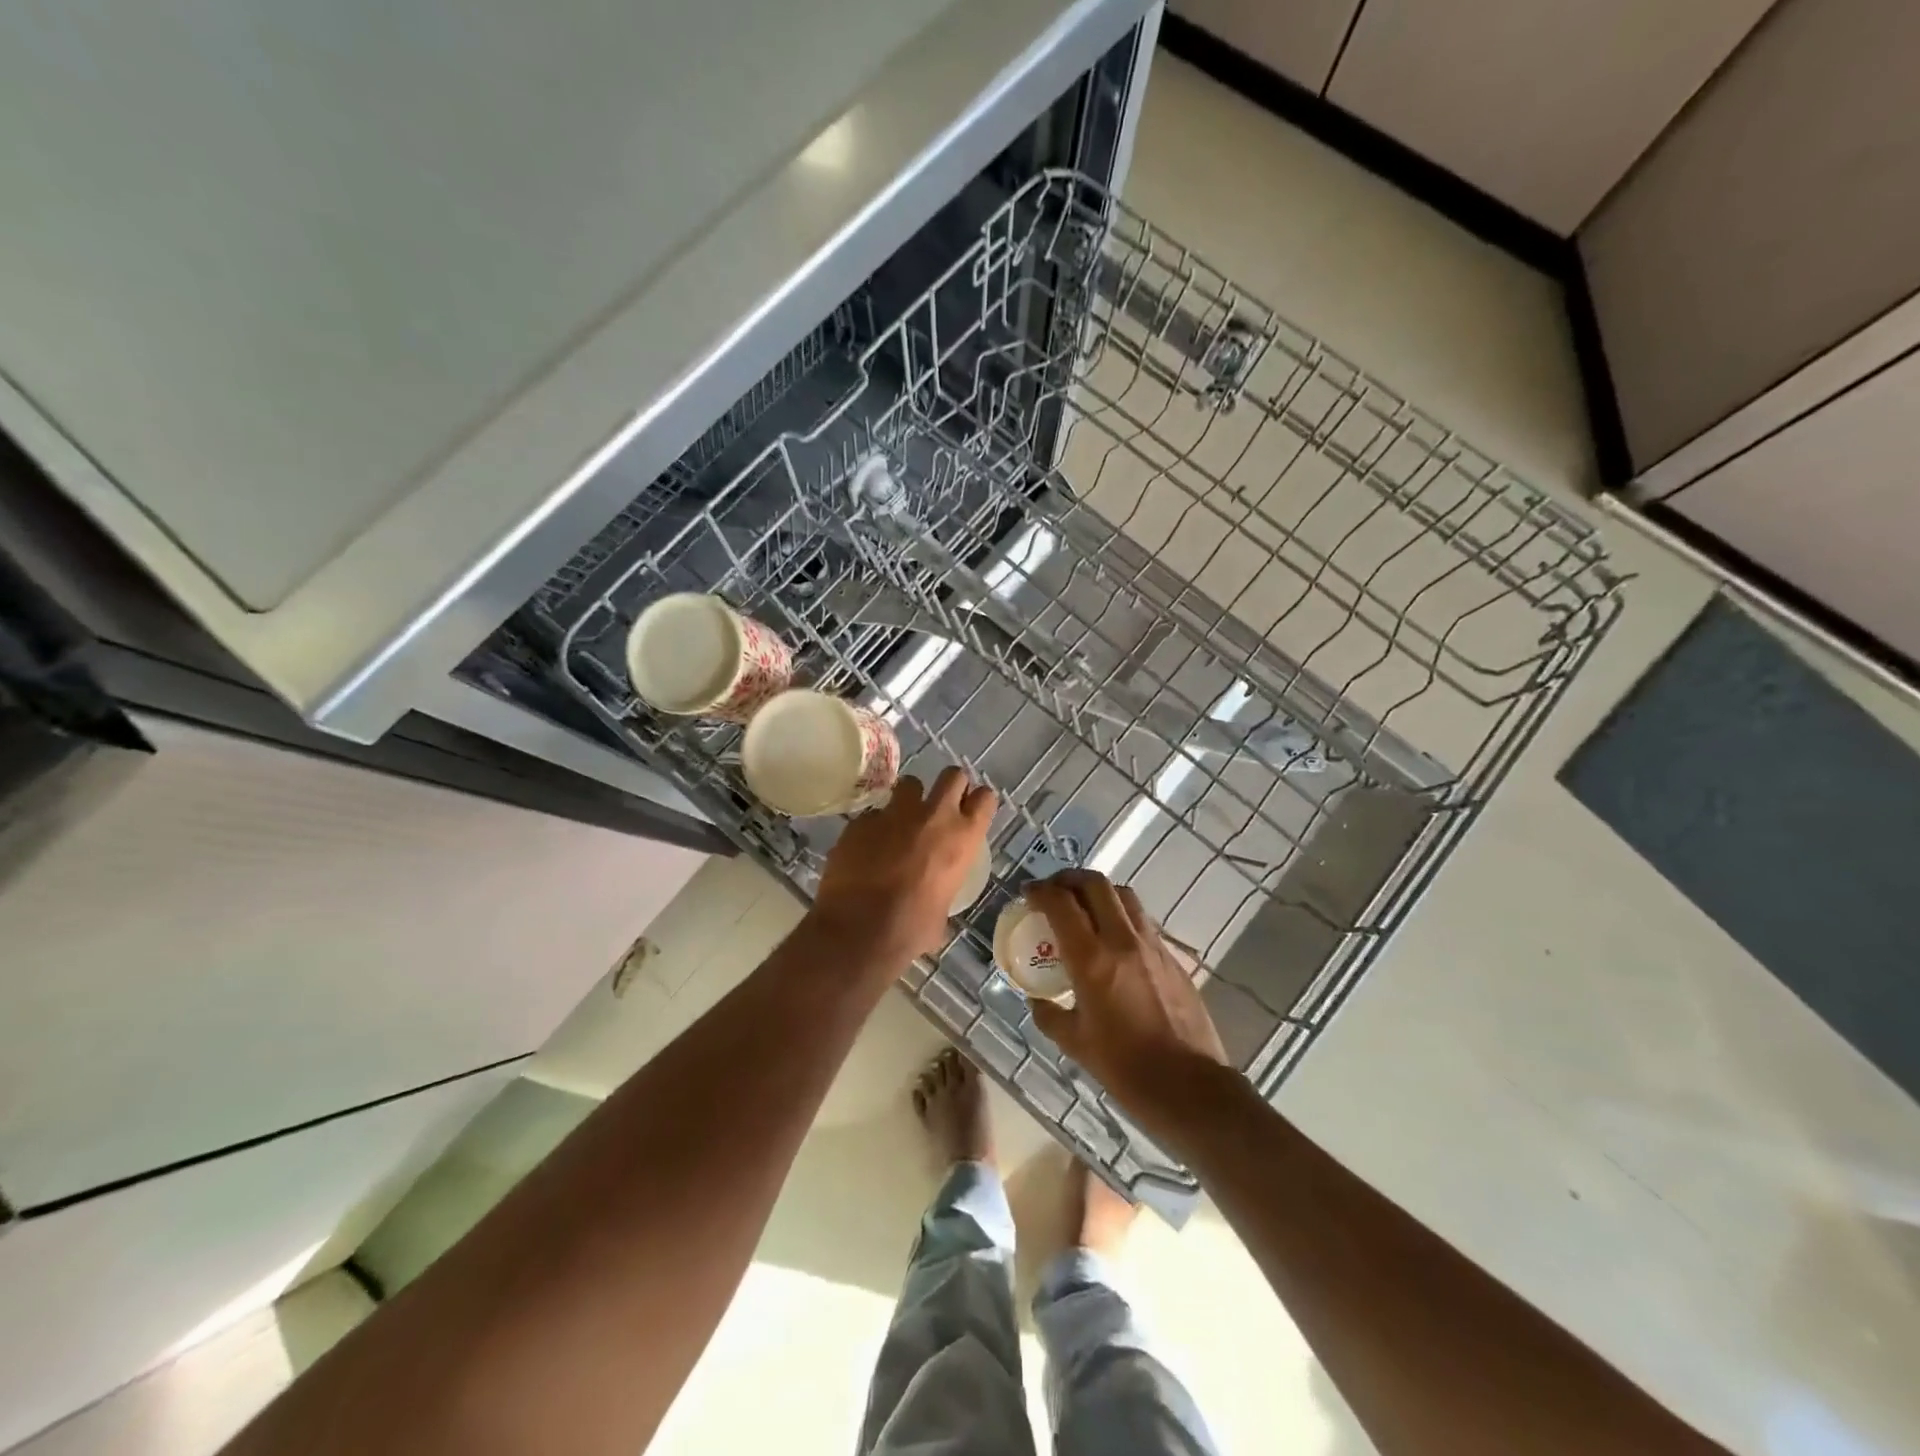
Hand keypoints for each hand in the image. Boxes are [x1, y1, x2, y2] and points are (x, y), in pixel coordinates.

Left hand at [812, 768, 996, 965]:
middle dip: (949, 786)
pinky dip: (874, 826)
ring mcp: (895, 813)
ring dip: (909, 798)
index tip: (971, 810)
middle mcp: (934, 815)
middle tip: (940, 806)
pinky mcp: (862, 820)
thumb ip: (942, 891)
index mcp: (962, 838)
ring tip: (901, 819)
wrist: (860, 928)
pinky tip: (866, 847)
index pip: (985, 798)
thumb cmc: (912, 928)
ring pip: (909, 784)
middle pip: (952, 776)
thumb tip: (933, 902)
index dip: (978, 801)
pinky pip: (874, 814)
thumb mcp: (942, 911)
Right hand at [1025, 869, 1230, 1146]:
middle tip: (1054, 890)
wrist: (1190, 1087)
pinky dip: (1122, 915)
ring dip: (1099, 891)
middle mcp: (1123, 941)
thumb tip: (1037, 1000)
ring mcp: (1153, 945)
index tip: (1028, 893)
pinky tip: (1114, 939)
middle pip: (1096, 884)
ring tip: (1084, 906)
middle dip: (1069, 879)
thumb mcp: (1075, 1044)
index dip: (1040, 891)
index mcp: (1092, 960)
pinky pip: (1143, 921)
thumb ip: (1050, 1015)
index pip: (1061, 904)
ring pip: (1124, 895)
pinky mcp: (1173, 957)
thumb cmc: (1126, 1069)